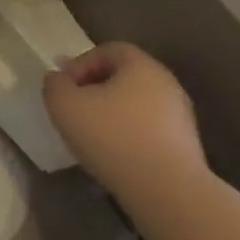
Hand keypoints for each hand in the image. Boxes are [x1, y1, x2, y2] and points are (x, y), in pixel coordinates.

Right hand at [42, 42, 208, 195]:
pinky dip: (128, 133)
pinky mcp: (185, 143)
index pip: (108, 50)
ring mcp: (180, 114)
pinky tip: (114, 153)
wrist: (165, 189)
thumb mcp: (64, 105)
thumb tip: (58, 79)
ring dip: (111, 112)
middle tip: (73, 109)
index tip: (64, 87)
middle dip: (94, 88)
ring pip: (136, 103)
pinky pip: (148, 127)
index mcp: (140, 66)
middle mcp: (166, 83)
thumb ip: (54, 85)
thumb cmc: (111, 136)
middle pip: (124, 76)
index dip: (80, 63)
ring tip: (91, 135)